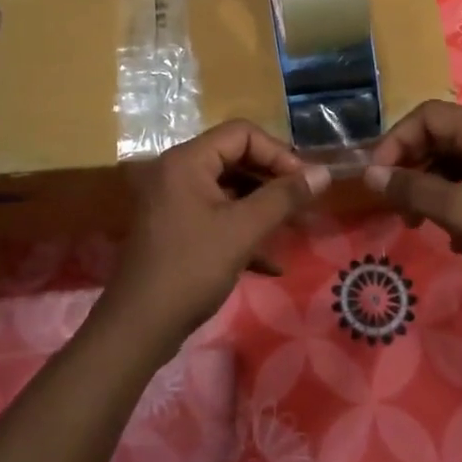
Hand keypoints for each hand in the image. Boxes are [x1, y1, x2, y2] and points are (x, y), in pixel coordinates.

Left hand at [104, 120, 329, 348]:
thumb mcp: (243, 230)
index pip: (242, 133)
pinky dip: (244, 230)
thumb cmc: (191, 269)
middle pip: (236, 158)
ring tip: (296, 228)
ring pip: (229, 190)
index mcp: (187, 161)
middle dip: (274, 180)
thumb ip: (284, 197)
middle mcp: (177, 172)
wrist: (138, 328)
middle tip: (305, 204)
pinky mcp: (176, 229)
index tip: (304, 182)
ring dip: (263, 207)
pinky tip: (272, 262)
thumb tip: (323, 173)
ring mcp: (174, 201)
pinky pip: (217, 216)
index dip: (278, 153)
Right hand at [364, 100, 461, 308]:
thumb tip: (370, 175)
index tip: (378, 177)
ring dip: (430, 188)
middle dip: (411, 168)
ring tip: (418, 224)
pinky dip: (453, 201)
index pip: (427, 116)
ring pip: (453, 162)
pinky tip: (453, 238)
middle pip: (439, 137)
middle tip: (395, 204)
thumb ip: (413, 190)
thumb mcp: (461, 213)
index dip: (396, 141)